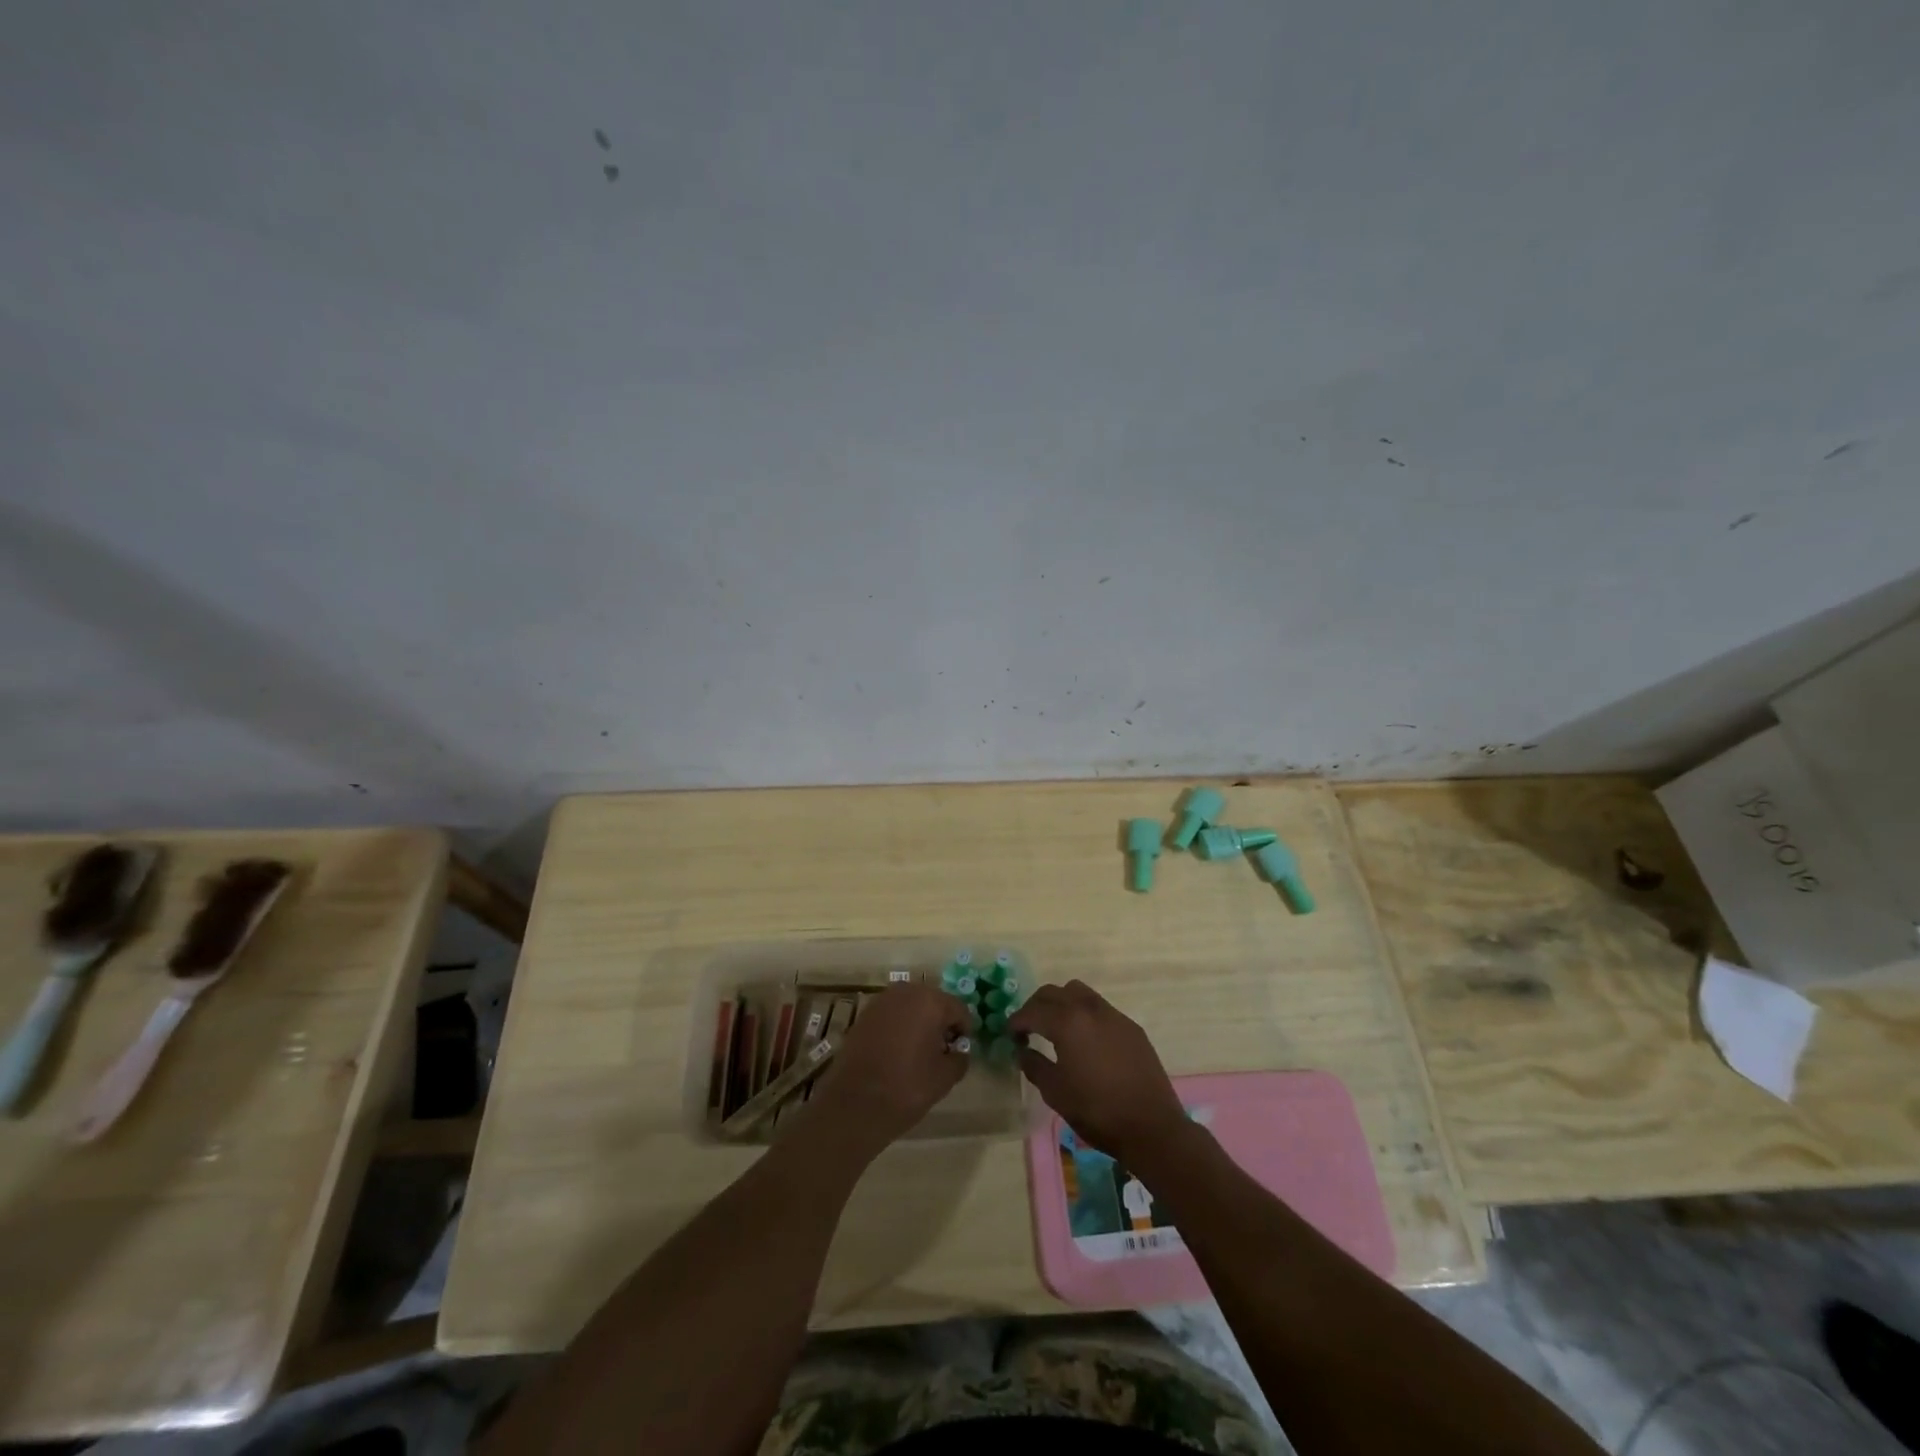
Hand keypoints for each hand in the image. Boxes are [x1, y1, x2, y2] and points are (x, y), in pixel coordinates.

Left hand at [806, 983, 970, 1150]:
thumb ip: (959, 1058)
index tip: (959, 1052)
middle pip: (934, 1002)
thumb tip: (958, 1051)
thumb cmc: (906, 1087)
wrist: (854, 1104)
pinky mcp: (864, 1014)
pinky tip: (897, 1052)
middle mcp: (906, 992)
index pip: (959, 1009)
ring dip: (919, 1023)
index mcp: (930, 1001)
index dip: (963, 1031)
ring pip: (911, 1006)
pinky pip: (892, 1014)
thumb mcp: (944, 1078)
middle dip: (940, 1023)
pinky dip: (899, 1027)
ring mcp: (882, 1001)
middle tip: (941, 1052)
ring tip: (918, 1052)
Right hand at [1010, 981, 1189, 1163]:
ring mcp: (1113, 1015)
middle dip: (1036, 1006)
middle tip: (1028, 1029)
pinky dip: (1084, 1014)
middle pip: (1053, 992)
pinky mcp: (1130, 1026)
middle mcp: (1089, 1009)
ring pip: (1078, 992)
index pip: (1032, 1011)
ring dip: (1061, 1003)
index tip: (1010, 1035)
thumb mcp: (1056, 1092)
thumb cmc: (1097, 1111)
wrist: (1152, 1127)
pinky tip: (1085, 1040)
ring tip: (1056, 1028)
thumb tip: (1022, 1051)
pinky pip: (1100, 1007)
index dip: (1017, 1021)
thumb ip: (1034, 1065)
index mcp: (1067, 1022)